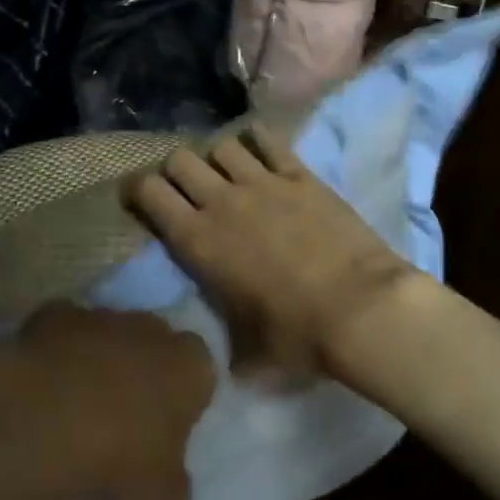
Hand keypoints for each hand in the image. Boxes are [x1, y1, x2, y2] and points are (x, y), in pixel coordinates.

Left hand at [4, 303, 215, 499]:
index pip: (201, 371)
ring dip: (101, 356)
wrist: (50, 416)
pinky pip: (65, 329)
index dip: (185, 396)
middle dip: (145, 367)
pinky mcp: (58, 312)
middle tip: (127, 411)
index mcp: (190, 365)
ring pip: (110, 332)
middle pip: (155, 342)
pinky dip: (59, 348)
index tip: (168, 425)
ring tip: (80, 400)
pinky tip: (47, 381)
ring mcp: (103, 315)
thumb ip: (175, 484)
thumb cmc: (122, 455)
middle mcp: (152, 328)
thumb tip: (176, 488)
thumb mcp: (161, 492)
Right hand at [124, 127, 420, 377]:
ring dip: (218, 157)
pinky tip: (261, 151)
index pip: (148, 193)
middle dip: (176, 170)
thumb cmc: (297, 335)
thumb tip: (226, 358)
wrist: (360, 309)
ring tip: (229, 173)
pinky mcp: (299, 175)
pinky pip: (268, 141)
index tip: (141, 199)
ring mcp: (262, 182)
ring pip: (222, 145)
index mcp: (197, 241)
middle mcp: (221, 201)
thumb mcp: (247, 351)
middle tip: (187, 188)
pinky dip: (258, 141)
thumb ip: (226, 342)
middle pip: (180, 159)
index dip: (138, 191)